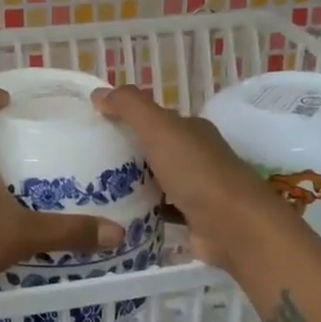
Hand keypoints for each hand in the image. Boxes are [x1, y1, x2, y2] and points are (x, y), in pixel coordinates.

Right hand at [91, 84, 288, 269]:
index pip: (155, 118)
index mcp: (192, 130)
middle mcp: (196, 156)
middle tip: (86, 160)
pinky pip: (160, 210)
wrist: (234, 228)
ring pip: (156, 180)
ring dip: (131, 183)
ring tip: (92, 187)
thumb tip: (98, 93)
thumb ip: (130, 106)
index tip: (93, 127)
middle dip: (125, 152)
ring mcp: (196, 189)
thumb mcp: (160, 128)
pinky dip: (141, 210)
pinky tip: (116, 214)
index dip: (126, 118)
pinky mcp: (192, 219)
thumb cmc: (197, 172)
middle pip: (154, 149)